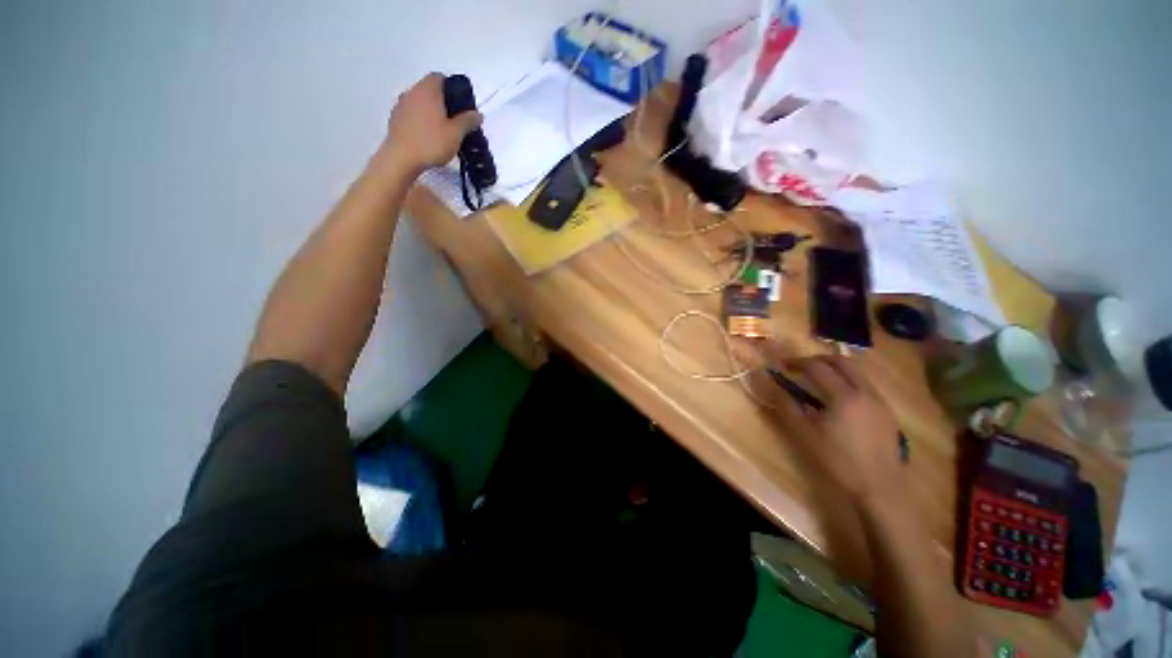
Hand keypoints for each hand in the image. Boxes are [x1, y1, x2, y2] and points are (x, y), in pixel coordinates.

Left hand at [383, 73, 482, 175]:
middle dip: (442, 101)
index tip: (460, 105)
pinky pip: (411, 114)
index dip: (451, 88)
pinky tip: (427, 137)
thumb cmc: (431, 142)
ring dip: (430, 112)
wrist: (402, 158)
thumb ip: (468, 121)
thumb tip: (478, 114)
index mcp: (428, 90)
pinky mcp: (395, 120)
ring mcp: (400, 105)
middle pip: (429, 90)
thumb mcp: (456, 134)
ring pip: (419, 102)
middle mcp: (412, 92)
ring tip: (441, 131)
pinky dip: (420, 121)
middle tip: (454, 120)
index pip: (439, 77)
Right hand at [766, 349, 905, 503]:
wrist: (879, 487)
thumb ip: (786, 405)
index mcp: (844, 395)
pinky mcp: (887, 412)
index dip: (797, 362)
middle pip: (843, 361)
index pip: (817, 367)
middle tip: (802, 366)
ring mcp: (880, 401)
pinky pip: (866, 385)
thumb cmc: (837, 460)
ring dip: (836, 369)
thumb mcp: (805, 433)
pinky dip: (849, 381)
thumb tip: (769, 384)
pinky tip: (839, 399)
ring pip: (858, 372)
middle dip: (819, 359)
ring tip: (819, 380)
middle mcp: (865, 391)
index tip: (782, 364)